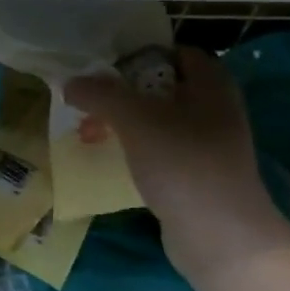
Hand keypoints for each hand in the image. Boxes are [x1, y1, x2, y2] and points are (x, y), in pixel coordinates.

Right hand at [65, 48, 289, 271]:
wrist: (220, 237)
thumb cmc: (183, 164)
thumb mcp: (135, 120)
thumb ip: (101, 95)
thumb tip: (69, 83)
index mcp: (212, 87)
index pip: (180, 53)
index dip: (144, 54)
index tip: (107, 65)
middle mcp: (216, 111)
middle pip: (165, 88)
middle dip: (124, 92)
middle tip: (91, 100)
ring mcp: (209, 146)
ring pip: (160, 121)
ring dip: (125, 122)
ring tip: (91, 132)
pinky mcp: (197, 177)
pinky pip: (161, 151)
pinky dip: (136, 149)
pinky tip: (111, 159)